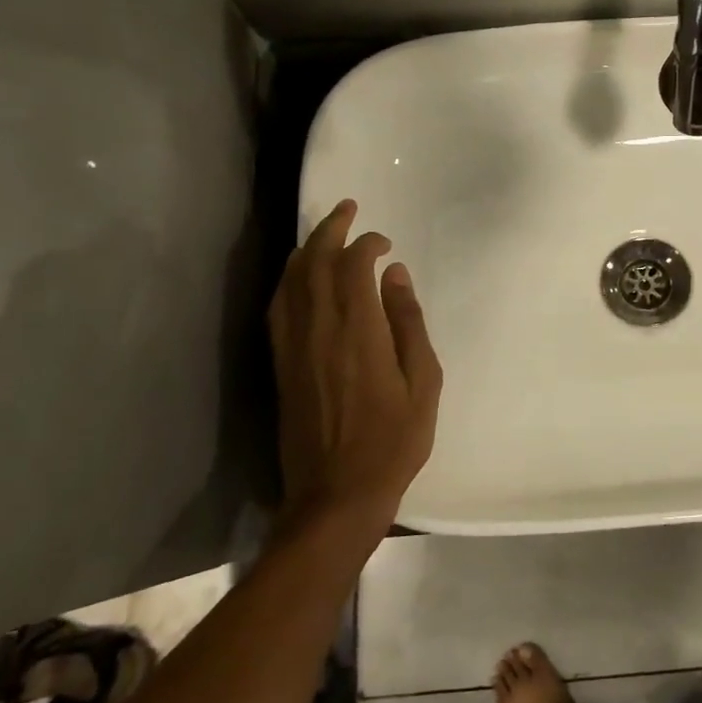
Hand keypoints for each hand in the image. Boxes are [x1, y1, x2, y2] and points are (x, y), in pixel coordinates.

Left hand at [269, 200, 442, 525]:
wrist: (336, 494)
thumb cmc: (393, 441)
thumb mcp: (423, 383)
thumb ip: (409, 324)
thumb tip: (396, 276)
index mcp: (358, 331)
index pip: (354, 266)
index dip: (368, 244)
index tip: (386, 243)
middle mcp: (318, 329)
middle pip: (315, 263)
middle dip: (331, 229)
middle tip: (347, 208)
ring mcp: (293, 346)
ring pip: (291, 281)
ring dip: (306, 249)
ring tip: (323, 232)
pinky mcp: (280, 364)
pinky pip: (277, 308)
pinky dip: (287, 281)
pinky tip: (296, 277)